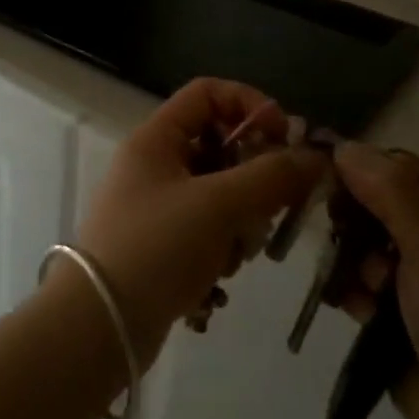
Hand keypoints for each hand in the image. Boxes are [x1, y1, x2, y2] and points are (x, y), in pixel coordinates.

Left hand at [78, 79, 326, 366]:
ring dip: (241, 220)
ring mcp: (156, 206)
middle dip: (253, 176)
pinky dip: (222, 247)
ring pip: (220, 193)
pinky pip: (208, 230)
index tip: (284, 139)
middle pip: (220, 146)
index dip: (250, 105)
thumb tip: (316, 157)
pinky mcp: (162, 244)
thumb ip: (272, 176)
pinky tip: (220, 276)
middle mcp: (154, 165)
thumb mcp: (219, 205)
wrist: (102, 325)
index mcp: (156, 139)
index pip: (208, 93)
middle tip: (275, 205)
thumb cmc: (157, 248)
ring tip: (236, 251)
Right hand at [329, 142, 418, 418]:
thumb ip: (389, 190)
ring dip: (353, 261)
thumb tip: (344, 144)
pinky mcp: (404, 323)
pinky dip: (352, 292)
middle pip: (384, 209)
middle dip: (357, 221)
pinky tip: (348, 307)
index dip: (367, 169)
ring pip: (369, 250)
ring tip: (359, 288)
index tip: (323, 175)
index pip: (410, 171)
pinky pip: (365, 289)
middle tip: (338, 235)